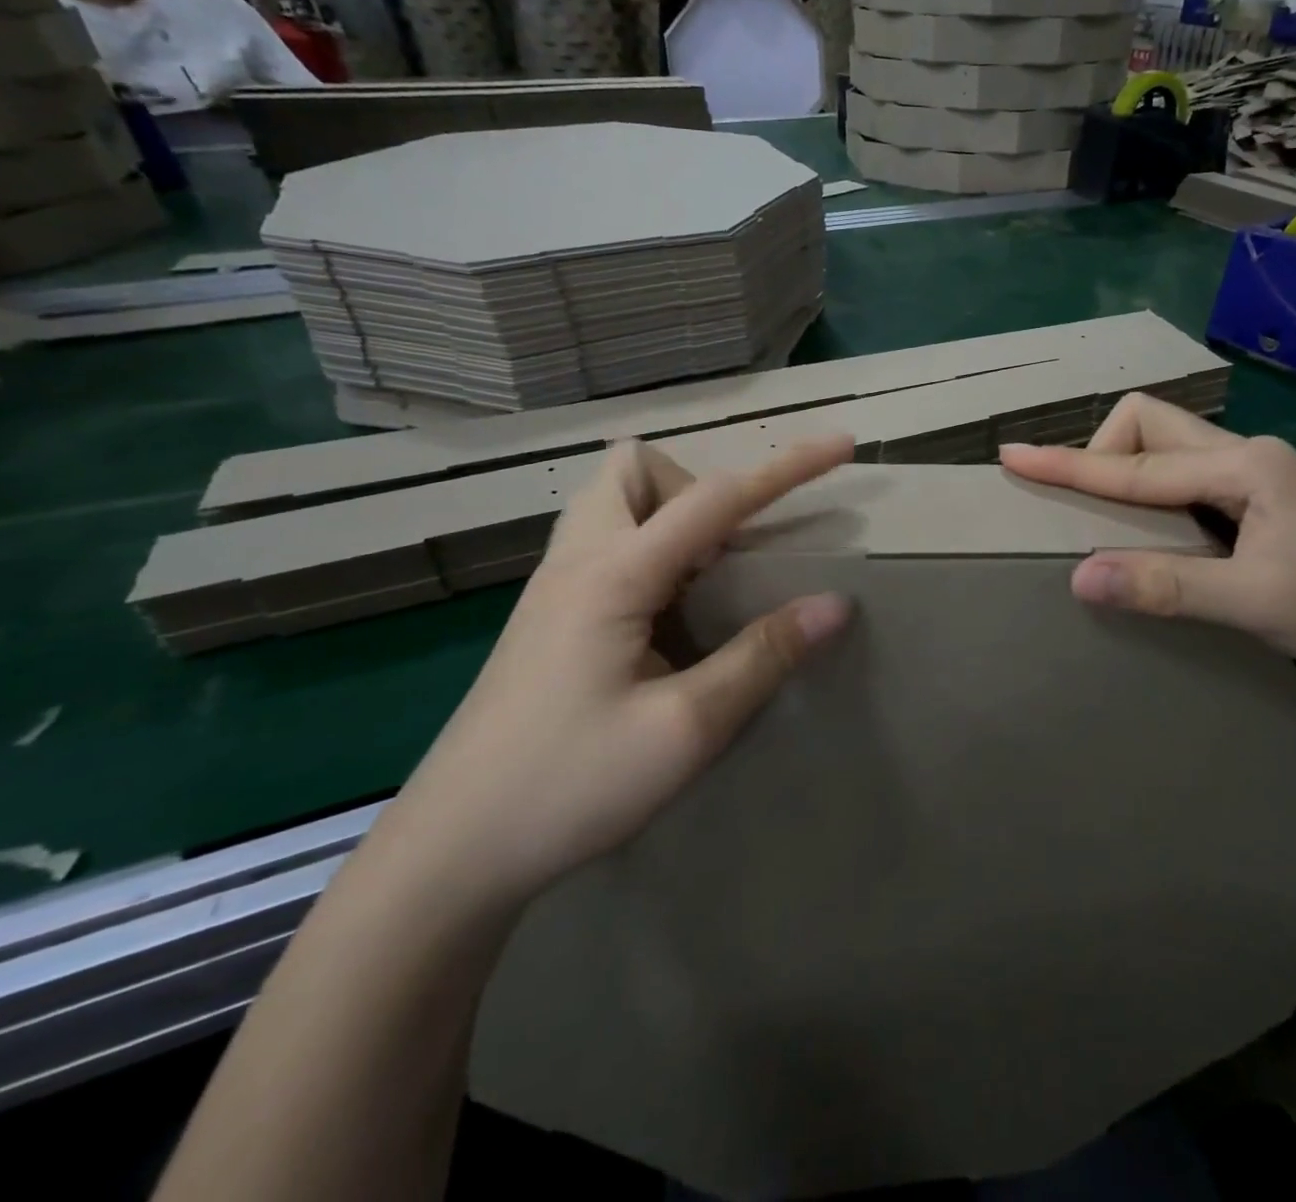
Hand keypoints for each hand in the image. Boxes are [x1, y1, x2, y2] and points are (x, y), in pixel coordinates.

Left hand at [385, 437, 854, 902]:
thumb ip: (762, 656)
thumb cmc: (569, 787)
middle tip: (729, 554)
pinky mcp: (547, 615)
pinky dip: (649, 548)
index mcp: (614, 575)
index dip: (788, 467)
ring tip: (703, 580)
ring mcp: (553, 586)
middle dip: (697, 486)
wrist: (453, 851)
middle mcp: (577, 561)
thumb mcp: (686, 728)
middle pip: (635, 469)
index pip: (717, 497)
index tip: (842, 444)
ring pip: (612, 501)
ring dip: (669, 514)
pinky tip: (665, 616)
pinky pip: (604, 542)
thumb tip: (835, 603)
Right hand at [998, 394, 1295, 689]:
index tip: (1013, 454)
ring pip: (1165, 445)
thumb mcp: (1255, 602)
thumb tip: (1081, 576)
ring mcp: (1252, 472)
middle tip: (1080, 503)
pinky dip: (1149, 491)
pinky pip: (1182, 474)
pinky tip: (1147, 528)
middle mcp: (1243, 453)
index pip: (1135, 465)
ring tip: (1102, 515)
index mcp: (1243, 465)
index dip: (1070, 464)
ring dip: (1125, 468)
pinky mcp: (1256, 496)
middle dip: (1103, 451)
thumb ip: (1167, 586)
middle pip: (1149, 423)